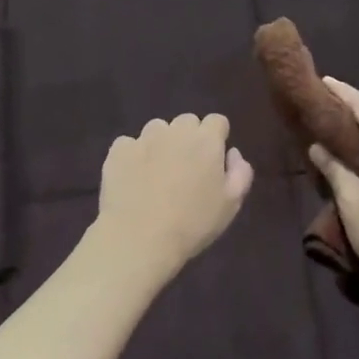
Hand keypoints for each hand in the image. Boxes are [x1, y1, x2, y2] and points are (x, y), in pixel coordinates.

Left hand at [94, 114, 254, 278]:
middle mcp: (175, 131)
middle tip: (186, 167)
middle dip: (189, 138)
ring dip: (161, 143)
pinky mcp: (118, 151)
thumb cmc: (193, 224)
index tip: (213, 159)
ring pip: (157, 129)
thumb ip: (240, 172)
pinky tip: (133, 178)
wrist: (140, 238)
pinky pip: (129, 144)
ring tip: (157, 172)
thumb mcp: (231, 204)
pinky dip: (133, 155)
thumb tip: (232, 152)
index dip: (216, 138)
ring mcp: (143, 138)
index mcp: (206, 140)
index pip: (217, 121)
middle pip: (186, 122)